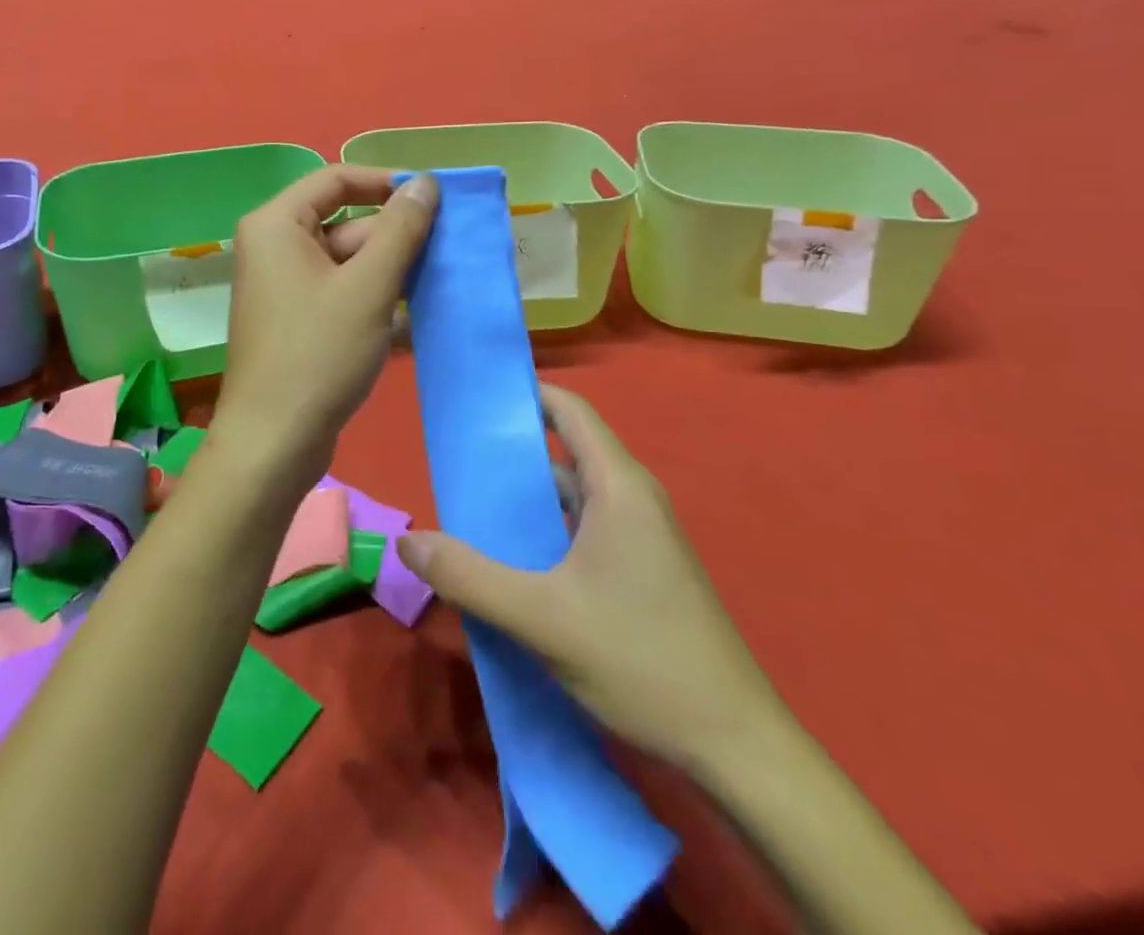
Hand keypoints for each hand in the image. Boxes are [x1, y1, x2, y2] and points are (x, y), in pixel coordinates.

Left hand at [213, 166, 438, 485]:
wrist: (274, 443)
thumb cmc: (317, 354)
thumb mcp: (368, 287)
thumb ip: (401, 229)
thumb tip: (426, 183)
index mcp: (277, 225)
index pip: (336, 179)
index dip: (386, 182)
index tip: (433, 197)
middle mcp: (276, 248)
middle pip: (347, 223)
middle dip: (398, 238)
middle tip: (452, 250)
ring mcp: (287, 288)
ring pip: (351, 264)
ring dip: (395, 274)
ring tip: (446, 283)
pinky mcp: (300, 323)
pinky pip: (345, 296)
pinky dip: (379, 302)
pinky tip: (423, 319)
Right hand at [397, 384, 784, 769]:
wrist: (736, 747)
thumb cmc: (641, 660)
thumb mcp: (541, 618)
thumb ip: (469, 577)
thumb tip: (406, 542)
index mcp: (618, 486)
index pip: (569, 410)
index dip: (524, 395)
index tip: (474, 401)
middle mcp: (632, 499)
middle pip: (564, 454)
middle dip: (510, 456)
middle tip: (455, 467)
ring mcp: (640, 537)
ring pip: (571, 498)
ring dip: (525, 503)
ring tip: (469, 516)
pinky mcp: (641, 571)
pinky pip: (582, 531)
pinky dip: (545, 534)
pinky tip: (512, 565)